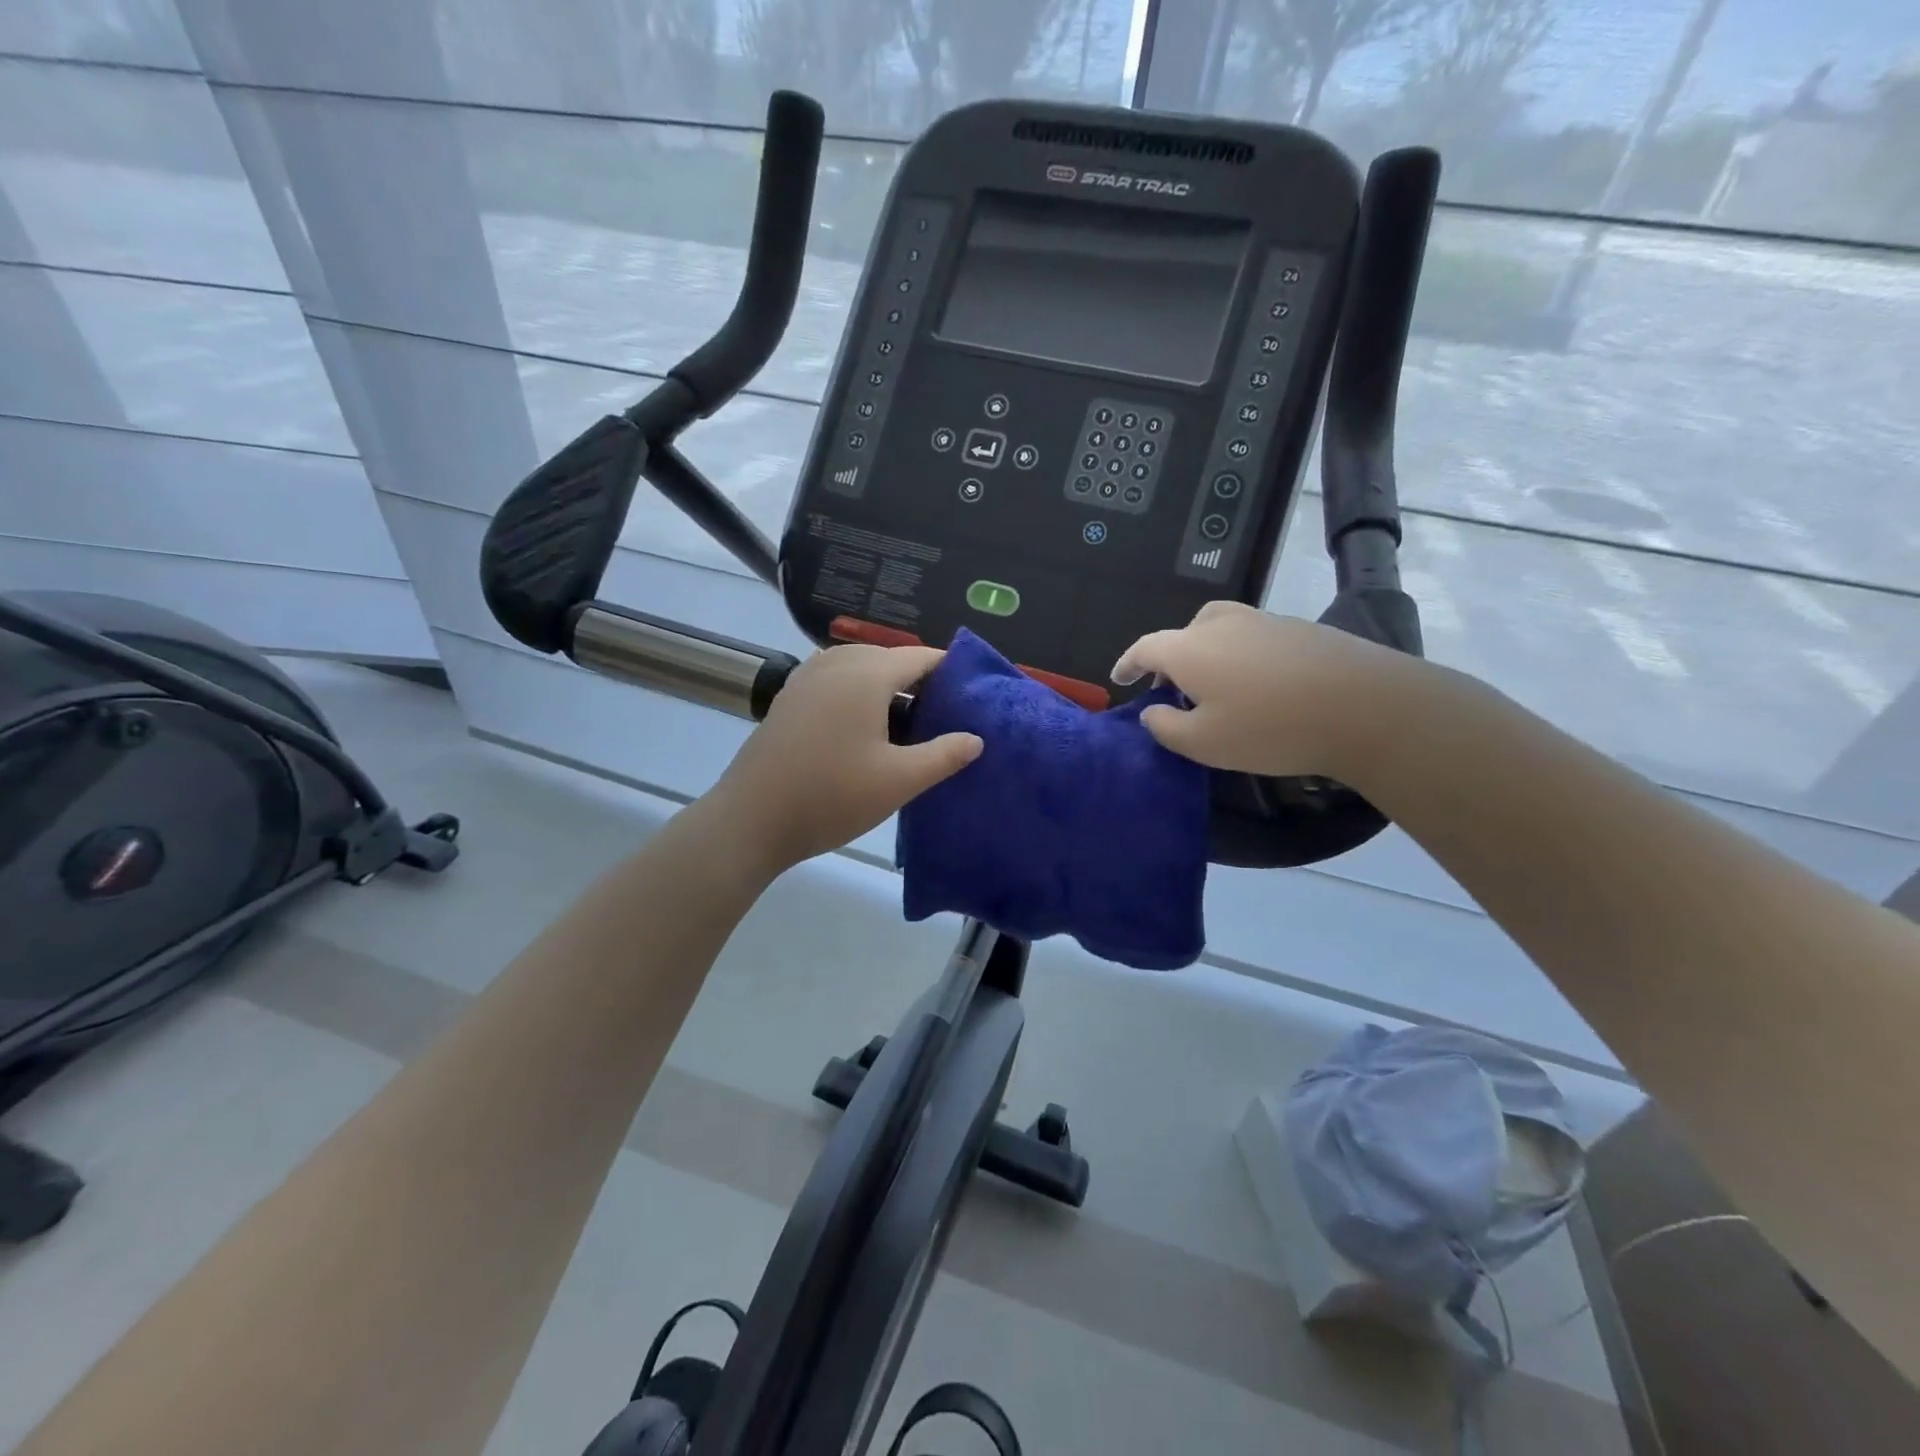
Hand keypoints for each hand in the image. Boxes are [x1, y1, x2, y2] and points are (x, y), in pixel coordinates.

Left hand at [710, 644, 981, 870]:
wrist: (751, 820)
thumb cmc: (832, 796)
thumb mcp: (898, 780)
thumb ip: (944, 755)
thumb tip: (976, 738)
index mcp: (866, 674)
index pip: (919, 657)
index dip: (950, 670)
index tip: (972, 692)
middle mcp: (835, 664)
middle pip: (888, 658)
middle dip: (919, 678)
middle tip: (944, 713)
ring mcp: (806, 679)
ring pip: (858, 668)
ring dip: (886, 686)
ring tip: (908, 721)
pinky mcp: (788, 699)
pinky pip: (834, 682)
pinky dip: (857, 694)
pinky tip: (864, 729)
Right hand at [1112, 601, 1405, 780]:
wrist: (1365, 706)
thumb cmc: (1270, 728)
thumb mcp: (1203, 743)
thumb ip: (1165, 727)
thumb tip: (1152, 711)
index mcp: (1190, 648)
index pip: (1145, 648)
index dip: (1128, 663)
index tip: (1119, 678)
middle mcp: (1222, 625)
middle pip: (1184, 633)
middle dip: (1170, 658)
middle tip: (1172, 688)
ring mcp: (1264, 622)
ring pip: (1221, 630)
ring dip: (1208, 654)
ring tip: (1216, 687)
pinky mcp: (1300, 630)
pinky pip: (1254, 638)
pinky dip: (1242, 656)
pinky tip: (1260, 686)